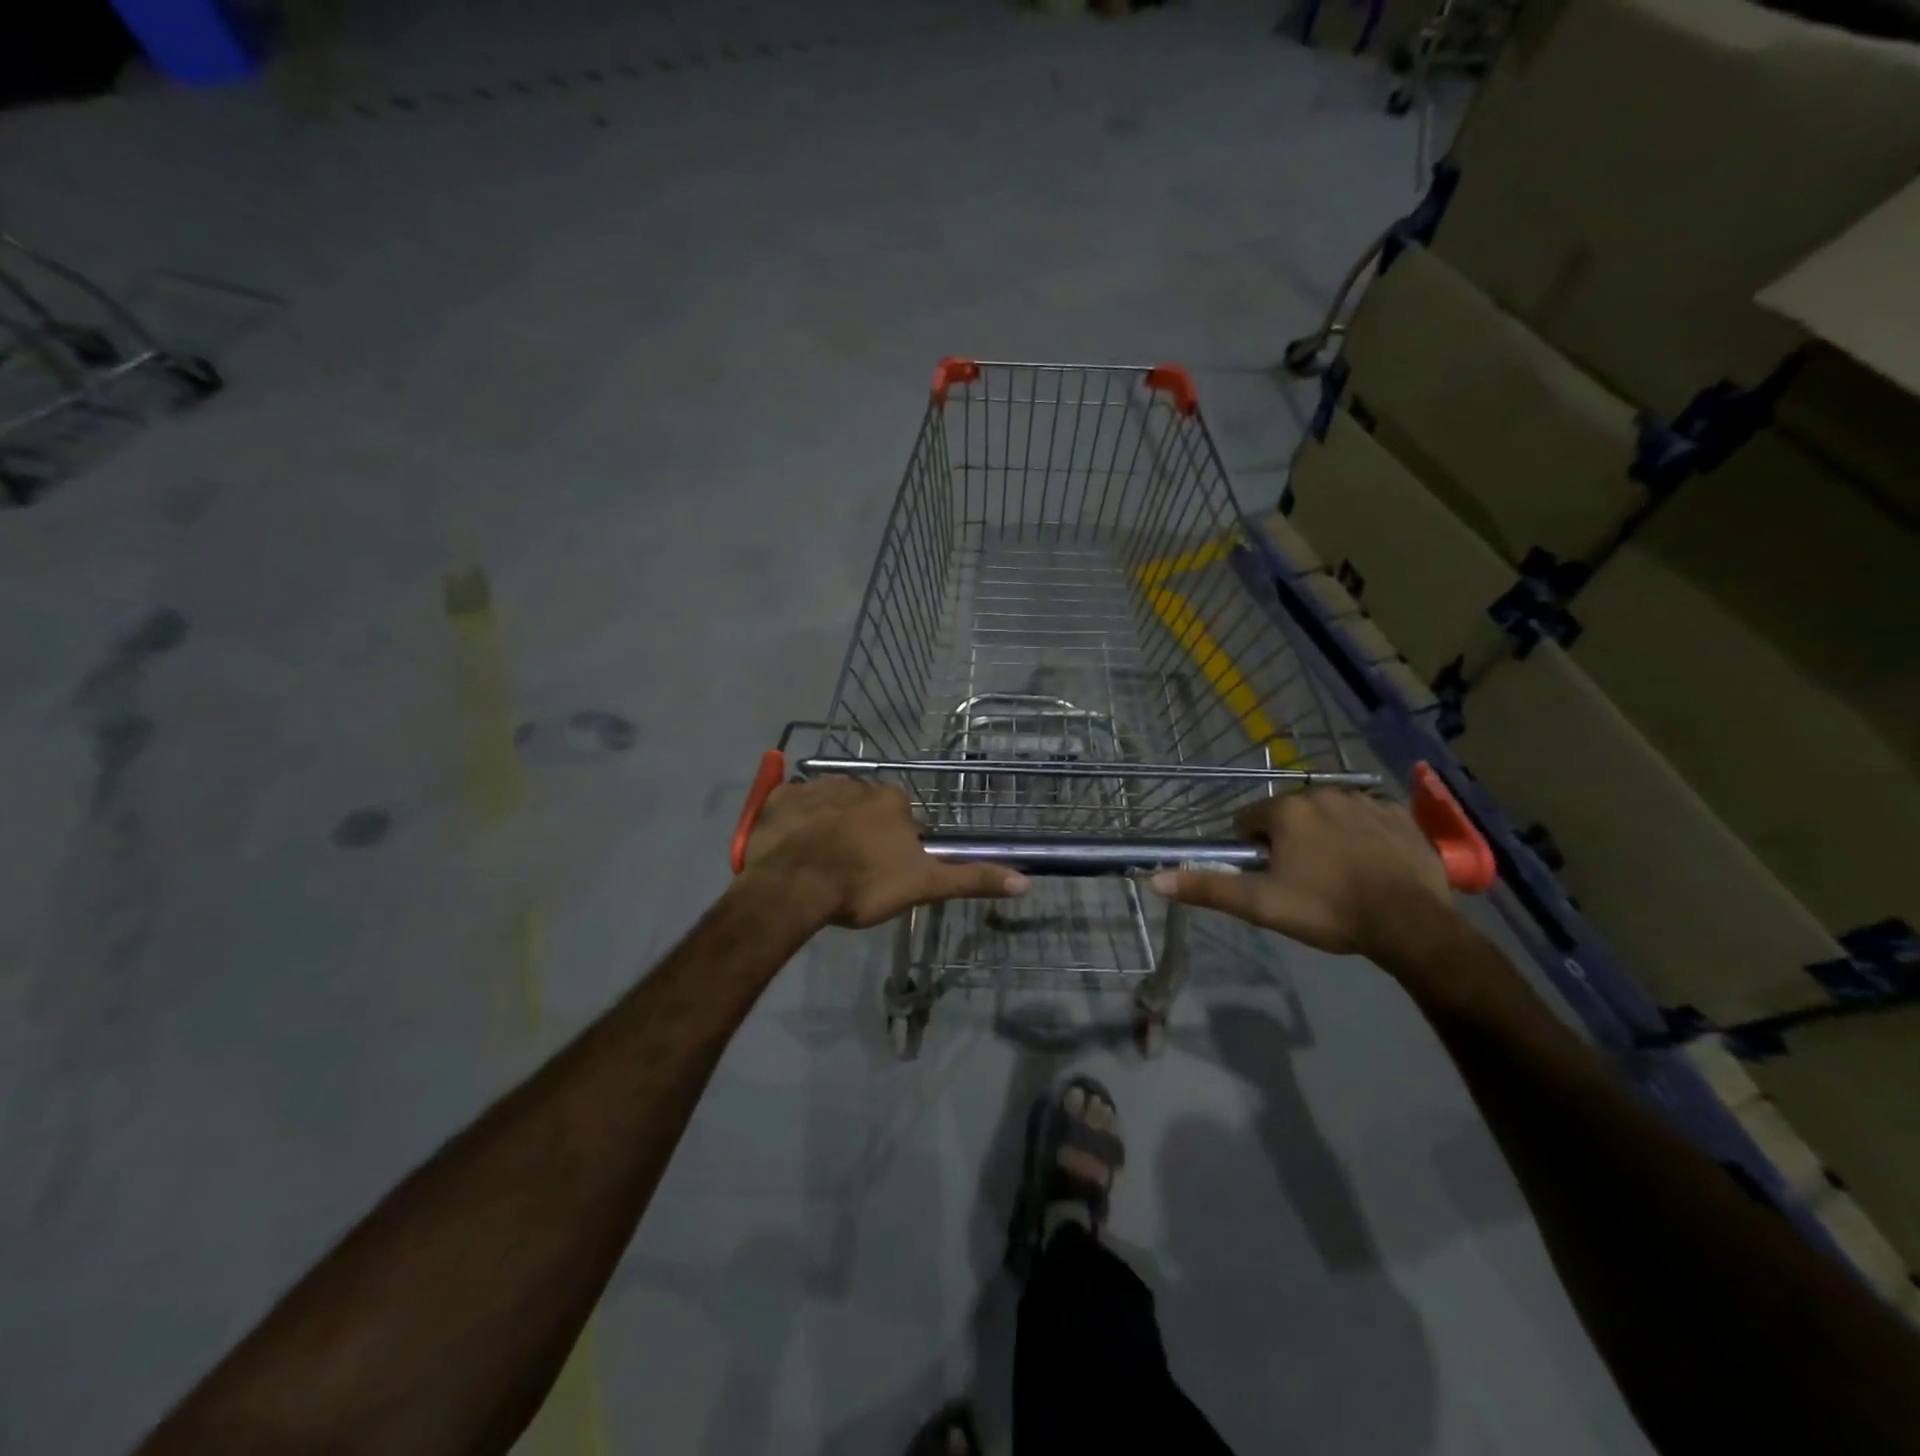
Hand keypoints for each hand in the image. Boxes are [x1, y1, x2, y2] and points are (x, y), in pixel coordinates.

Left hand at [743, 776, 1028, 928]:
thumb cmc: (863, 884)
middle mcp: (857, 783)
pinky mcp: (781, 799)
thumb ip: (971, 879)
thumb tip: (1026, 882)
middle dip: (862, 833)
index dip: (896, 845)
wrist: (795, 886)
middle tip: (852, 870)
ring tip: (821, 862)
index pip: (904, 818)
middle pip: (866, 809)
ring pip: (830, 805)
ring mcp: (815, 788)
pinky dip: (795, 822)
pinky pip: (793, 805)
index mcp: (892, 800)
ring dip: (829, 825)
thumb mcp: (923, 885)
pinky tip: (793, 847)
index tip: (885, 871)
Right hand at [1151, 789, 1459, 967]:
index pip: (1250, 820)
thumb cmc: (1328, 910)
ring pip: (1328, 814)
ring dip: (1326, 836)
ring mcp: (1364, 800)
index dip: (1254, 850)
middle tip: (1304, 881)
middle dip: (1290, 841)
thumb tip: (1155, 879)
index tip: (1271, 877)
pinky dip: (1363, 835)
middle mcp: (1322, 793)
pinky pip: (1367, 818)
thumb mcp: (1262, 905)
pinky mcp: (1399, 814)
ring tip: (1340, 875)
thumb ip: (1208, 888)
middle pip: (1289, 815)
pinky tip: (1371, 866)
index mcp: (1286, 811)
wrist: (1410, 924)